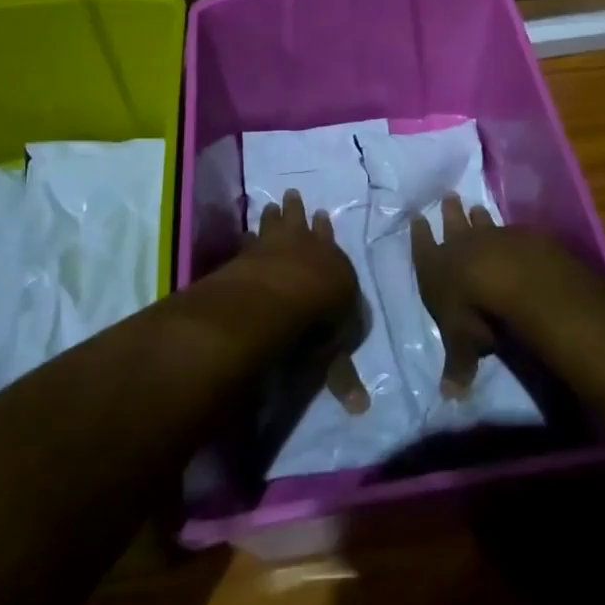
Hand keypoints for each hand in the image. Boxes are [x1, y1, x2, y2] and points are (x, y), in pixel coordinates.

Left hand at [251, 189, 369, 413]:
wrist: (283, 296)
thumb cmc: (318, 321)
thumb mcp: (336, 352)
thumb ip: (342, 375)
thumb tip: (361, 409)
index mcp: (335, 267)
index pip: (332, 247)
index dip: (326, 233)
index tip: (323, 215)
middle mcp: (307, 248)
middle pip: (303, 225)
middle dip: (299, 212)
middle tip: (294, 194)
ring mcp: (276, 246)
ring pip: (277, 223)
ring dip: (275, 214)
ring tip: (272, 202)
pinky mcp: (250, 252)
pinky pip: (249, 239)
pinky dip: (247, 236)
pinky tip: (243, 232)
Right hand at [409, 195, 500, 397]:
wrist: (512, 278)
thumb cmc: (473, 313)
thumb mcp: (461, 345)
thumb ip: (456, 367)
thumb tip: (449, 398)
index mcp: (435, 268)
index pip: (422, 247)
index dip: (419, 234)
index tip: (417, 216)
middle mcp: (459, 247)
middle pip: (452, 224)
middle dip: (449, 212)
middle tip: (449, 196)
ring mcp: (490, 237)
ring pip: (481, 222)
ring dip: (478, 215)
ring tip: (477, 205)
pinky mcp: (519, 236)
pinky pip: (511, 230)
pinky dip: (510, 231)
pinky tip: (515, 230)